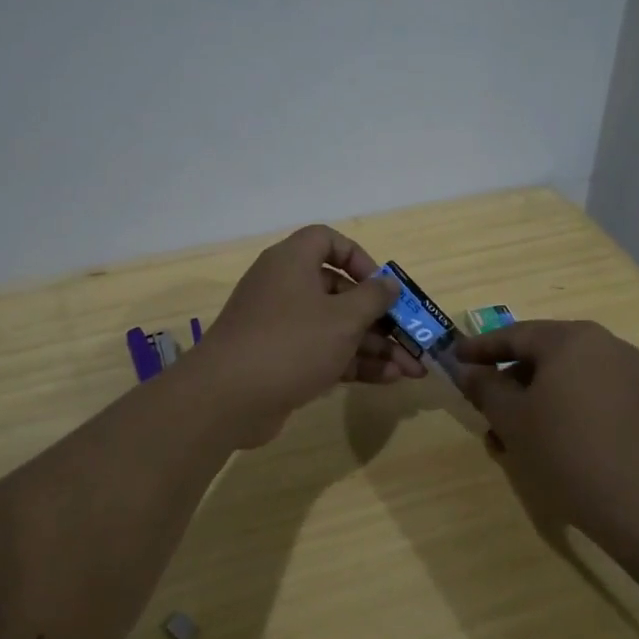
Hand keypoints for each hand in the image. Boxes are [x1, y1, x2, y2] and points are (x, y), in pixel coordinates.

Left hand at [193, 225, 425, 445]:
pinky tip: (388, 380)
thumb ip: (372, 299)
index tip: (380, 285)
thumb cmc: (291, 343)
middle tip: (411, 338)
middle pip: (339, 291)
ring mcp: (280, 326)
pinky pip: (323, 352)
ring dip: (374, 346)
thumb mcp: (342, 318)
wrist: (227, 398)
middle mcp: (285, 287)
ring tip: (412, 370)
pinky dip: (353, 363)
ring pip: (335, 327)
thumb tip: (389, 283)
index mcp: (292, 262)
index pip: (327, 241)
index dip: (358, 258)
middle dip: (380, 317)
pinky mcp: (280, 360)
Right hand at [453, 320, 638, 558]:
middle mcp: (605, 346)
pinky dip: (567, 411)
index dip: (480, 348)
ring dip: (536, 401)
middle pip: (544, 355)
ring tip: (514, 438)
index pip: (514, 334)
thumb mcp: (513, 420)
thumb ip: (485, 387)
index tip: (455, 357)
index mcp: (571, 339)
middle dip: (510, 380)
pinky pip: (594, 396)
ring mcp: (632, 374)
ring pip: (568, 379)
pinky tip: (553, 445)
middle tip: (484, 405)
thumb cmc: (568, 453)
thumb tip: (469, 370)